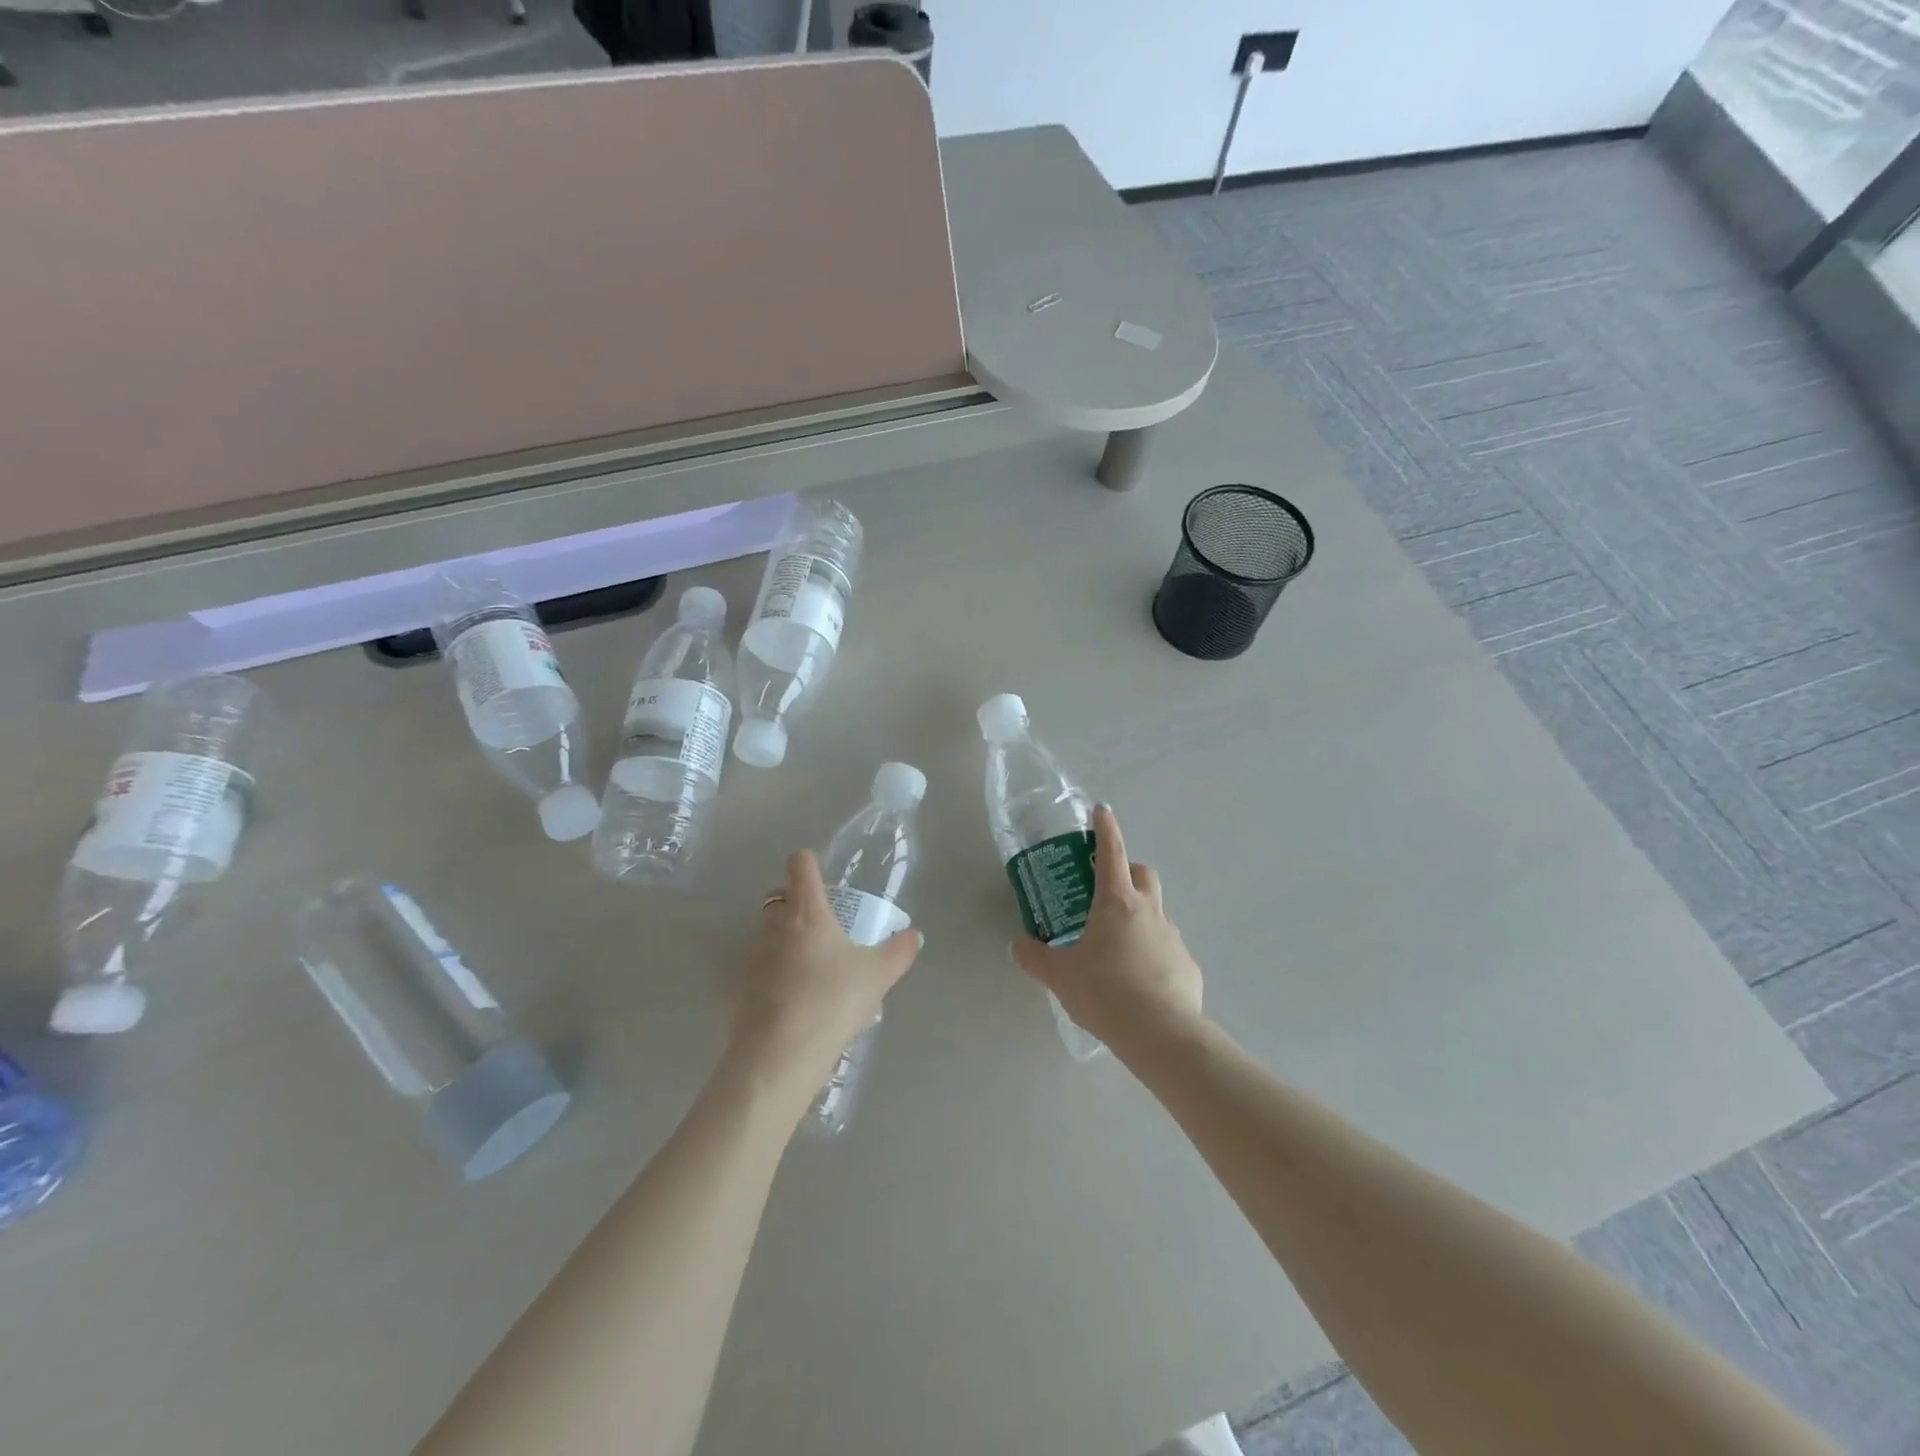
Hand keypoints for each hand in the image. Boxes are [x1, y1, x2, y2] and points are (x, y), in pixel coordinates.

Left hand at [723, 850, 921, 1112]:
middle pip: (779, 899)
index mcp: (806, 911)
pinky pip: (753, 973)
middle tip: (822, 933)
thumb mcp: (878, 976)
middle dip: (796, 908)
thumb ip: (899, 951)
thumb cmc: (833, 1001)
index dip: (810, 863)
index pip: (800, 864)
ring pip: (765, 936)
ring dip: (783, 946)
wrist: (780, 1056)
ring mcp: (748, 956)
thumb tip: (915, 936)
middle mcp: (772, 925)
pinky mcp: (732, 989)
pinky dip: (768, 981)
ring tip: (809, 978)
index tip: (822, 878)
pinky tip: (787, 1008)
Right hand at [1011, 805, 1204, 1060]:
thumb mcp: (1060, 976)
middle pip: (1143, 874)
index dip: (1105, 829)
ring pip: (1156, 912)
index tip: (1101, 811)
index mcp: (1116, 903)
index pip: (1111, 852)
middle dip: (1127, 872)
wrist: (1161, 1034)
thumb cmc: (1105, 992)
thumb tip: (1020, 945)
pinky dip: (1153, 954)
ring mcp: (1172, 937)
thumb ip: (1036, 957)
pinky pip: (1167, 949)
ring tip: (1116, 947)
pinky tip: (1139, 982)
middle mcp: (1148, 911)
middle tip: (1106, 891)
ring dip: (1139, 916)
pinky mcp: (1187, 965)